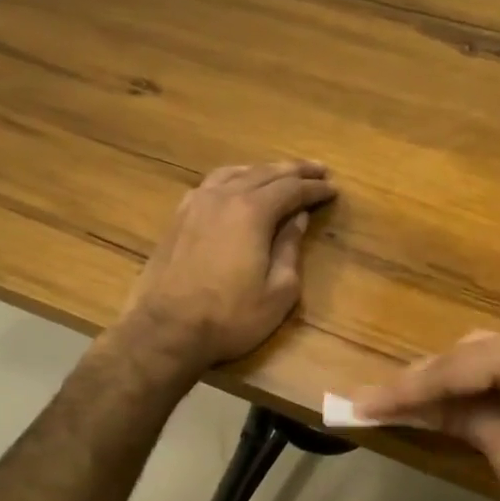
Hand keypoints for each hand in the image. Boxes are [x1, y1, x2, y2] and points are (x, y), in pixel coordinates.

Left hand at [115, 161, 336, 377]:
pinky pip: (211, 184)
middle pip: (265, 173)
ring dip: (263, 170)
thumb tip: (297, 218)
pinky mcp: (178, 217)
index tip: (333, 188)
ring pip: (235, 172)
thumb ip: (290, 249)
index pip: (292, 189)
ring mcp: (196, 204)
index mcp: (252, 212)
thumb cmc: (230, 317)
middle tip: (318, 170)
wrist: (166, 330)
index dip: (315, 189)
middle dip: (295, 170)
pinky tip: (237, 186)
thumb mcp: (278, 292)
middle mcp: (224, 197)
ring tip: (280, 173)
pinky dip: (234, 178)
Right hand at [352, 317, 499, 500]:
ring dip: (457, 385)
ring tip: (412, 407)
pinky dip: (490, 389)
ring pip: (495, 360)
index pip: (454, 367)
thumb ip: (467, 423)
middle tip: (381, 404)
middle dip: (428, 383)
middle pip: (473, 355)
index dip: (404, 389)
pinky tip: (464, 406)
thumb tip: (424, 410)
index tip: (358, 402)